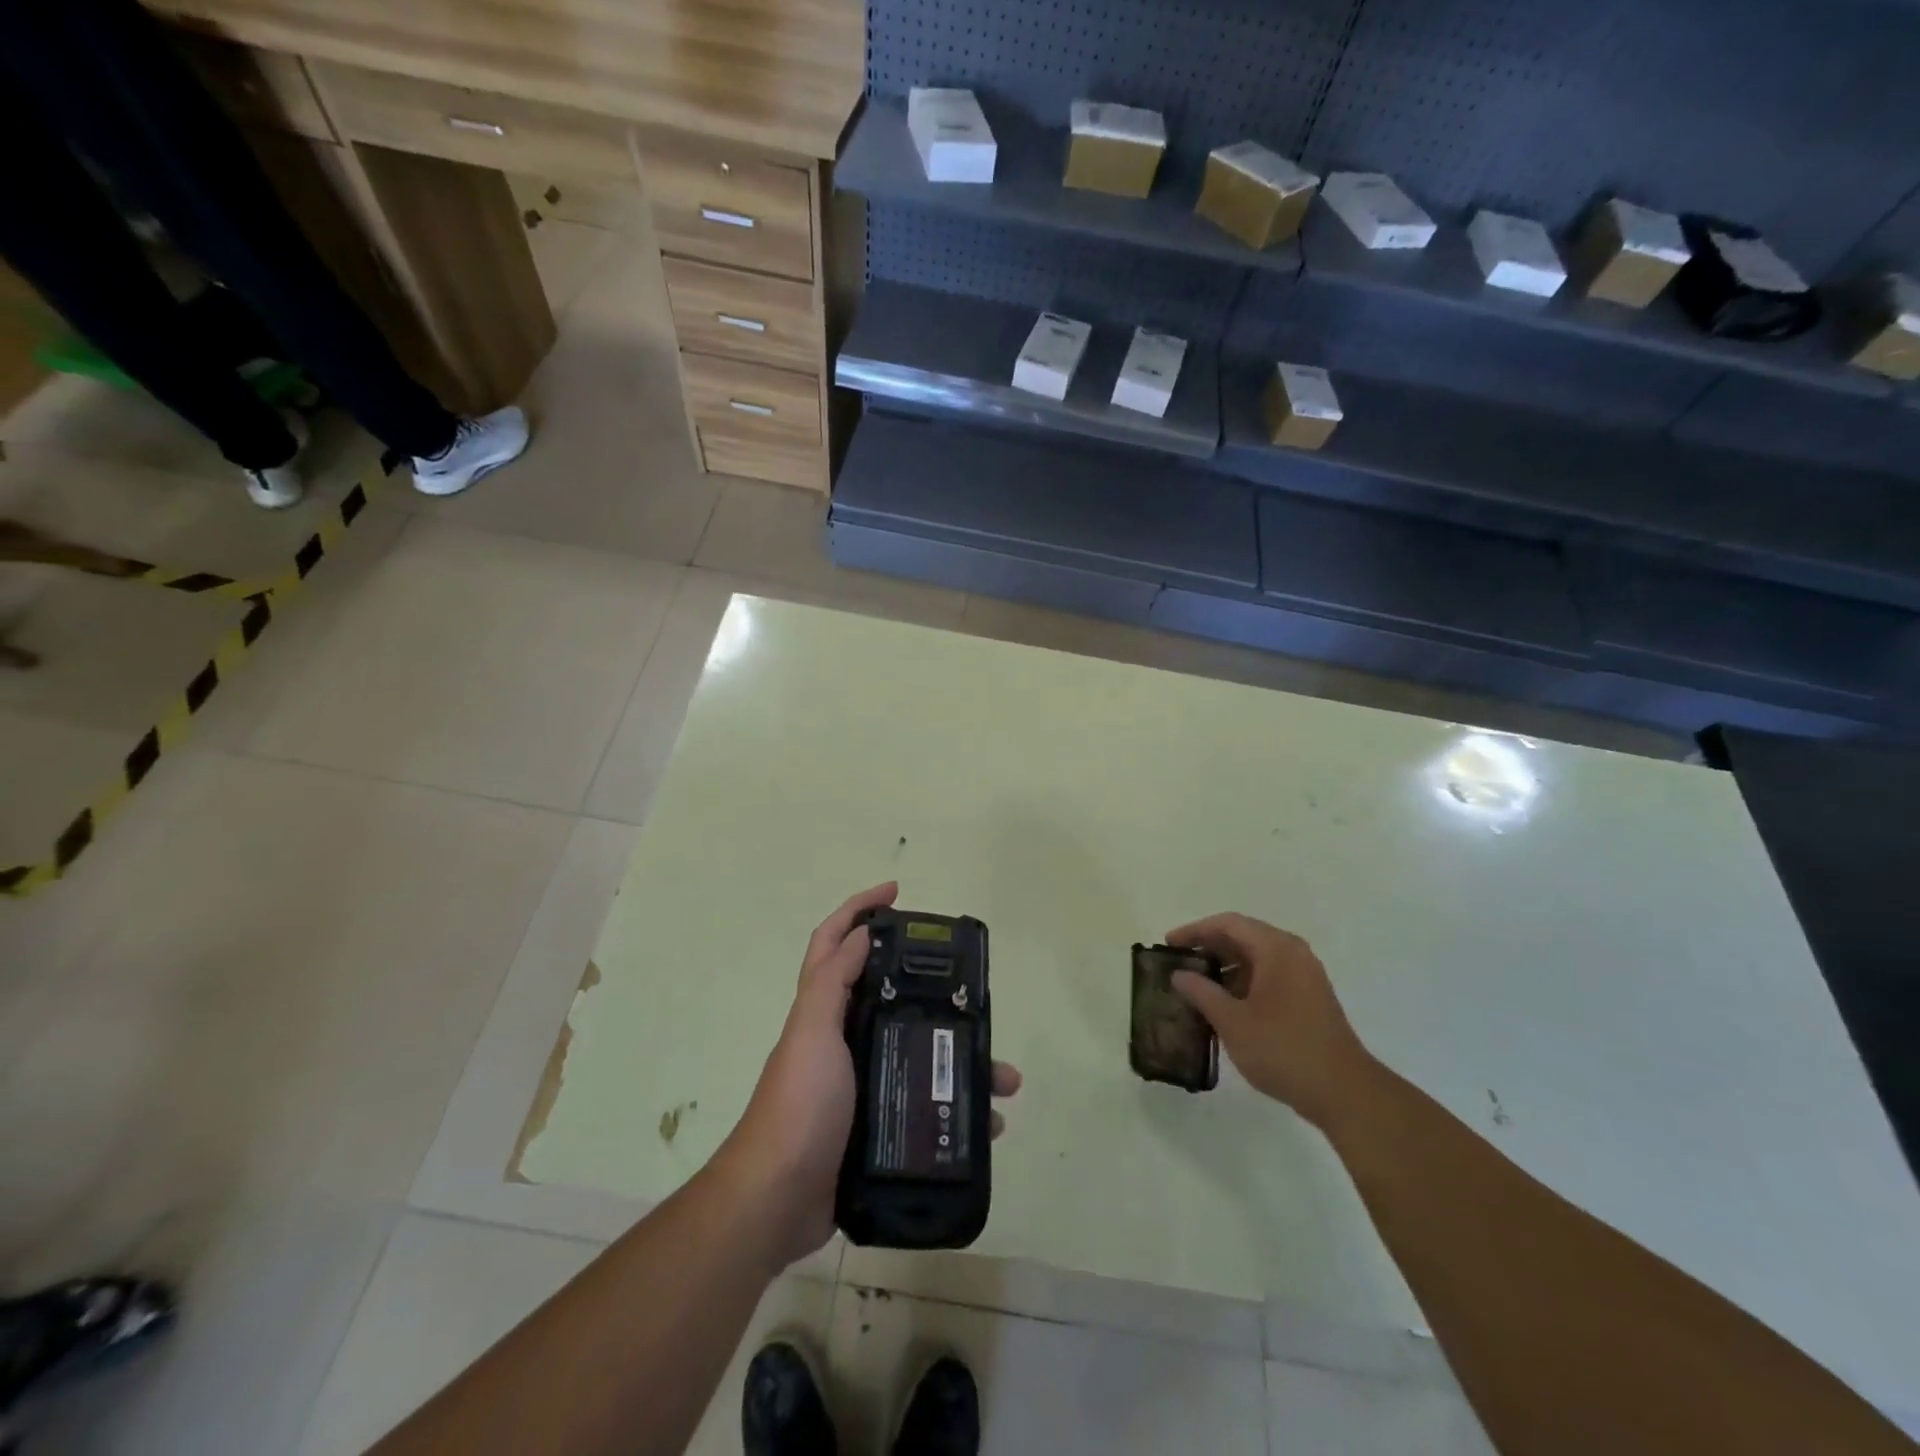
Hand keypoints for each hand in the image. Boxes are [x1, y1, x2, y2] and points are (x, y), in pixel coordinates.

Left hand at [722, 883, 1021, 1267]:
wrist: (779, 1200)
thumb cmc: (799, 1106)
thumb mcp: (812, 1032)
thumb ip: (831, 983)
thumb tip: (861, 933)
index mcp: (823, 1011)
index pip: (834, 942)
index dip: (859, 908)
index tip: (897, 891)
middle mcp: (842, 1040)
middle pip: (892, 998)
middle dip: (935, 992)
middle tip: (974, 994)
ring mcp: (861, 1085)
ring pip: (921, 1056)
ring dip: (963, 1061)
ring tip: (1004, 1076)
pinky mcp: (877, 1127)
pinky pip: (927, 1106)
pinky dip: (958, 1110)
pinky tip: (989, 1125)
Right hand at [1166, 913, 1371, 1129]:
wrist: (1344, 1093)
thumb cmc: (1283, 1050)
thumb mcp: (1232, 1022)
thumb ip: (1202, 992)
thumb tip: (1179, 974)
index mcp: (1276, 949)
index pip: (1228, 924)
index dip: (1195, 930)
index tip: (1169, 944)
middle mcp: (1293, 953)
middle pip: (1243, 936)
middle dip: (1209, 947)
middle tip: (1180, 963)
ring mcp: (1305, 976)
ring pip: (1257, 957)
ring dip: (1226, 966)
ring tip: (1197, 985)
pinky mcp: (1310, 997)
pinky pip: (1269, 975)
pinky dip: (1244, 981)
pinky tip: (1225, 1005)